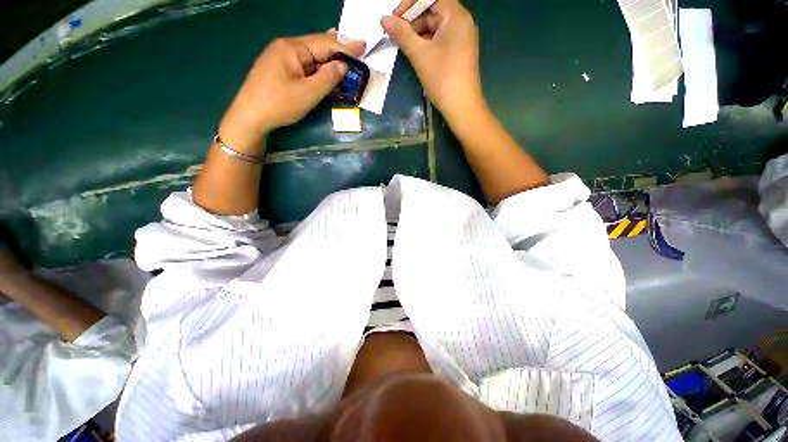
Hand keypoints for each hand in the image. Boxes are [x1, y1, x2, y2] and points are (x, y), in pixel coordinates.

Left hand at [219, 33, 365, 151]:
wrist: (249, 117)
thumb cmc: (279, 104)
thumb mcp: (308, 93)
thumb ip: (328, 78)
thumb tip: (343, 66)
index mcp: (292, 49)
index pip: (324, 44)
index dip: (345, 46)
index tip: (363, 46)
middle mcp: (285, 47)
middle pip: (316, 45)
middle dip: (337, 48)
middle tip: (357, 49)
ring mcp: (279, 57)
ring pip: (310, 54)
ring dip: (327, 56)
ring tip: (344, 51)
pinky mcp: (278, 69)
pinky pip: (303, 63)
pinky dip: (317, 64)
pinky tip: (323, 63)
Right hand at [381, 0, 482, 118]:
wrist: (462, 107)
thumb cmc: (443, 78)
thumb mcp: (419, 54)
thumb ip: (402, 34)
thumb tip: (384, 19)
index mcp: (456, 16)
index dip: (410, 4)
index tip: (395, 18)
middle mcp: (462, 22)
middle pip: (433, 11)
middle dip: (413, 21)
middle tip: (396, 35)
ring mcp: (462, 38)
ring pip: (436, 27)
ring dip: (418, 34)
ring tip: (404, 47)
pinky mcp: (459, 52)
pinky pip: (441, 40)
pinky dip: (427, 44)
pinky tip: (416, 54)